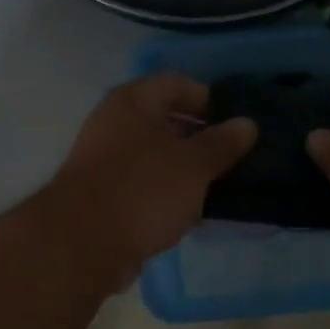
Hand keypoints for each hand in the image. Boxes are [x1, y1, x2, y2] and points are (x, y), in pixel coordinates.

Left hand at [45, 74, 256, 280]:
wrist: (81, 244)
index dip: (209, 99)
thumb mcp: (193, 165)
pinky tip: (193, 210)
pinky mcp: (104, 194)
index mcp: (134, 101)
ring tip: (221, 185)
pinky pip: (145, 183)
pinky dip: (168, 192)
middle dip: (201, 136)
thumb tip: (248, 123)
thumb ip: (222, 143)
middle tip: (235, 155)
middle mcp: (115, 122)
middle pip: (166, 119)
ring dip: (186, 168)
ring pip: (156, 154)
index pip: (177, 84)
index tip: (237, 122)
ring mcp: (106, 159)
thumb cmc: (142, 190)